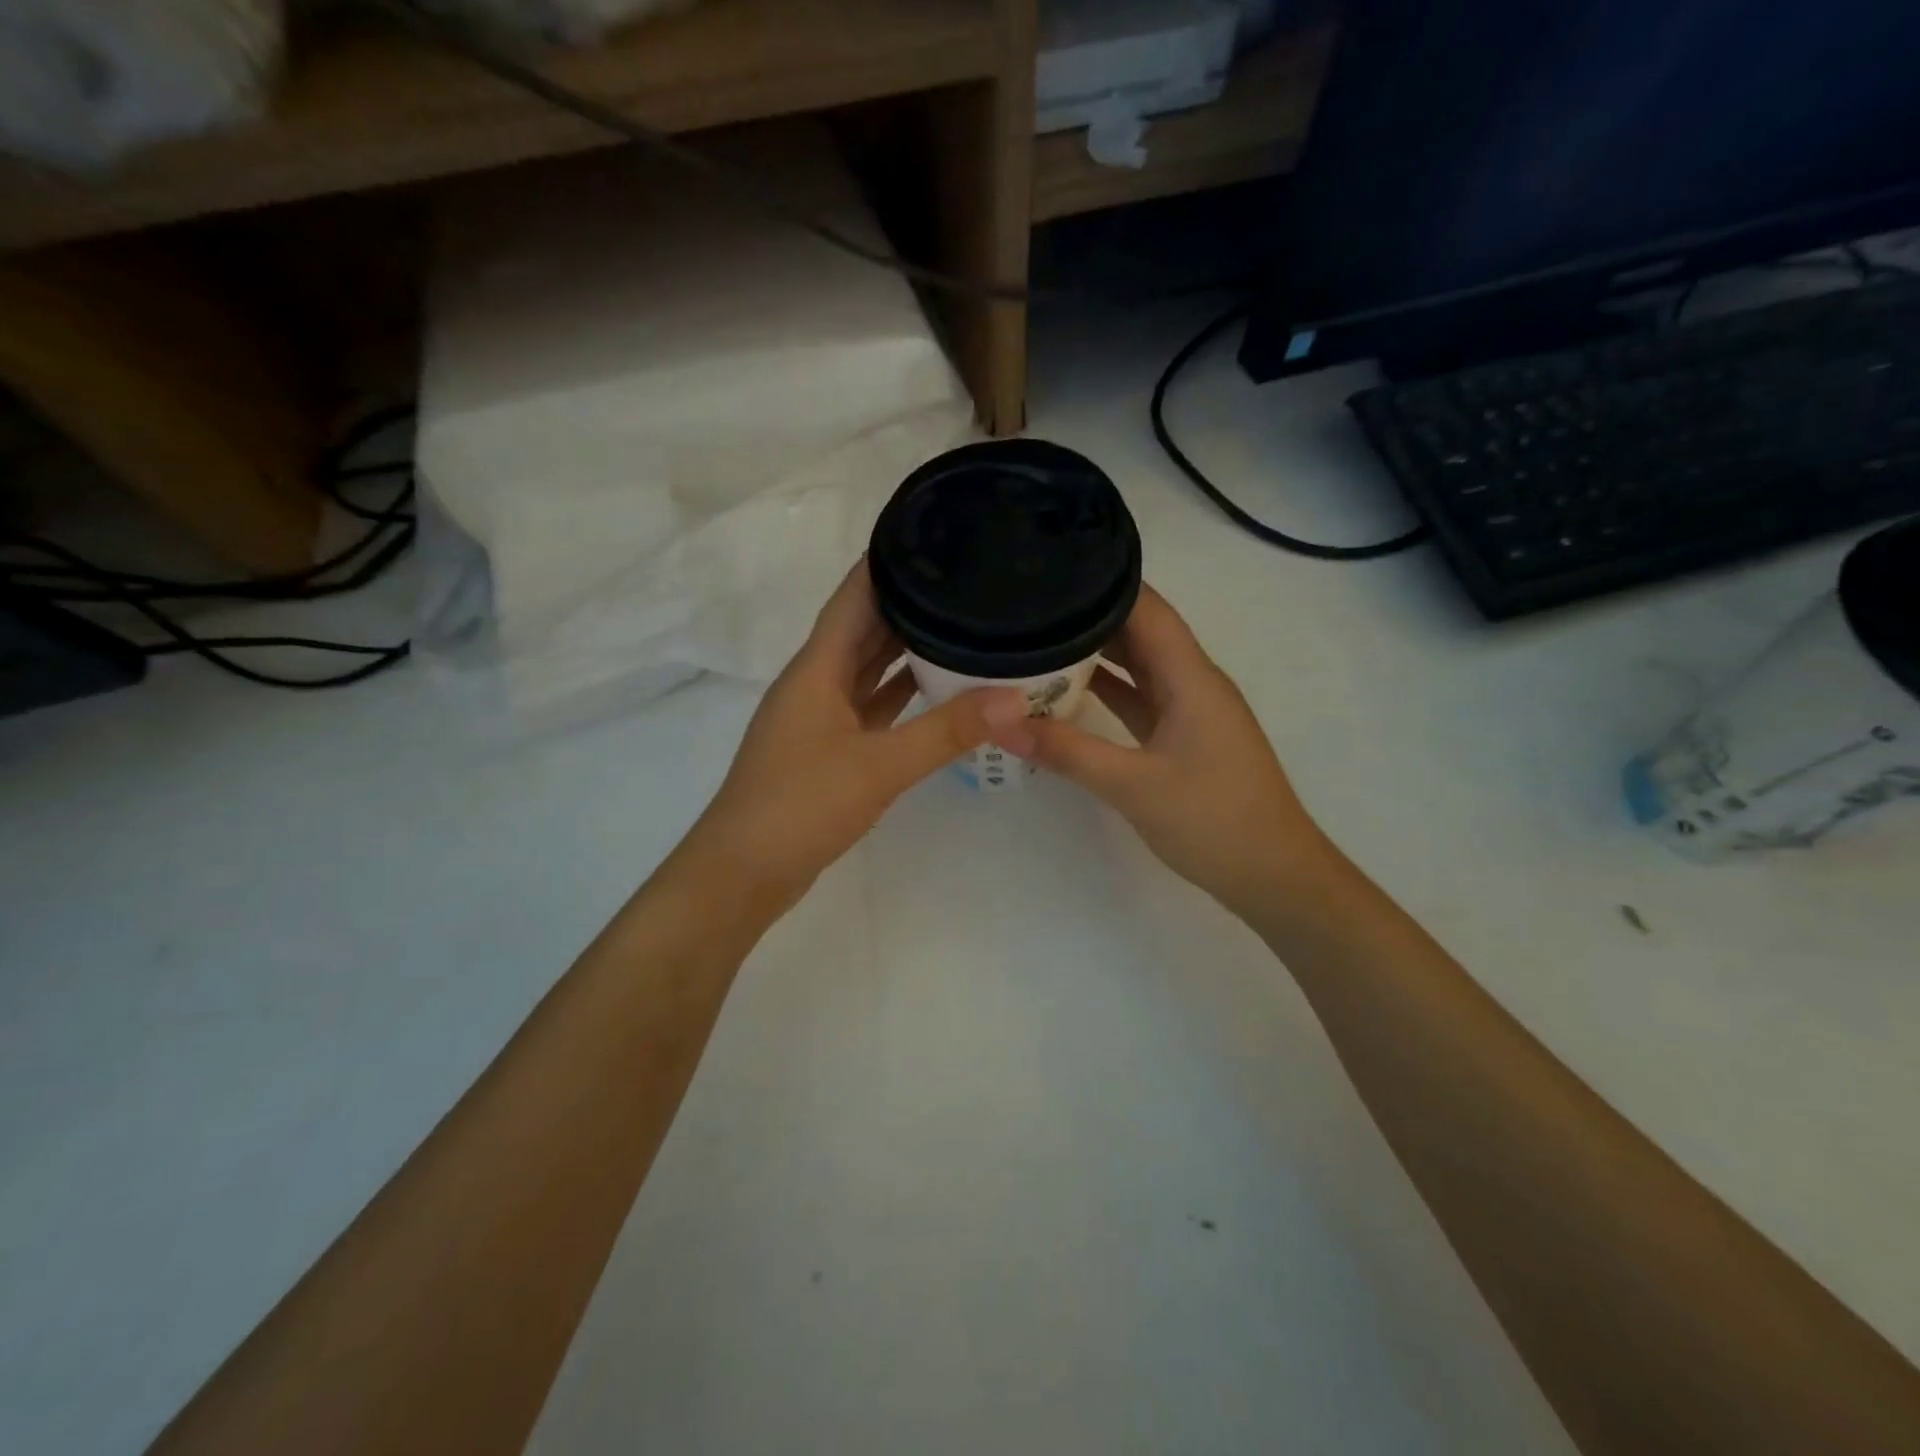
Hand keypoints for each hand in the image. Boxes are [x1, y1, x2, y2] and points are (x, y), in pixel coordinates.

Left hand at [682, 562, 1027, 914]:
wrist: (743, 873)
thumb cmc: (800, 806)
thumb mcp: (879, 767)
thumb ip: (947, 732)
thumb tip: (1015, 699)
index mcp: (817, 669)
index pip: (854, 596)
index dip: (886, 561)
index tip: (930, 531)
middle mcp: (816, 683)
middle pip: (864, 628)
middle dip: (908, 601)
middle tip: (964, 576)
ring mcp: (821, 718)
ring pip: (868, 669)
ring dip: (906, 648)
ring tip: (961, 622)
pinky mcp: (830, 750)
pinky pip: (872, 706)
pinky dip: (901, 694)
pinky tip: (937, 688)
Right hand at [990, 585, 1330, 915]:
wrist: (1272, 875)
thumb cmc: (1214, 822)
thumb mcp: (1133, 786)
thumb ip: (1067, 752)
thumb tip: (1001, 723)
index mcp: (1192, 678)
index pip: (1148, 609)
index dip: (1105, 582)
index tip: (1052, 569)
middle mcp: (1192, 682)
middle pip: (1140, 631)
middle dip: (1090, 613)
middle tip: (1030, 602)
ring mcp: (1188, 710)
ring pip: (1138, 665)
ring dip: (1095, 651)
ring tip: (1037, 634)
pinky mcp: (1180, 736)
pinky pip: (1138, 698)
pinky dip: (1106, 689)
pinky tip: (1065, 688)